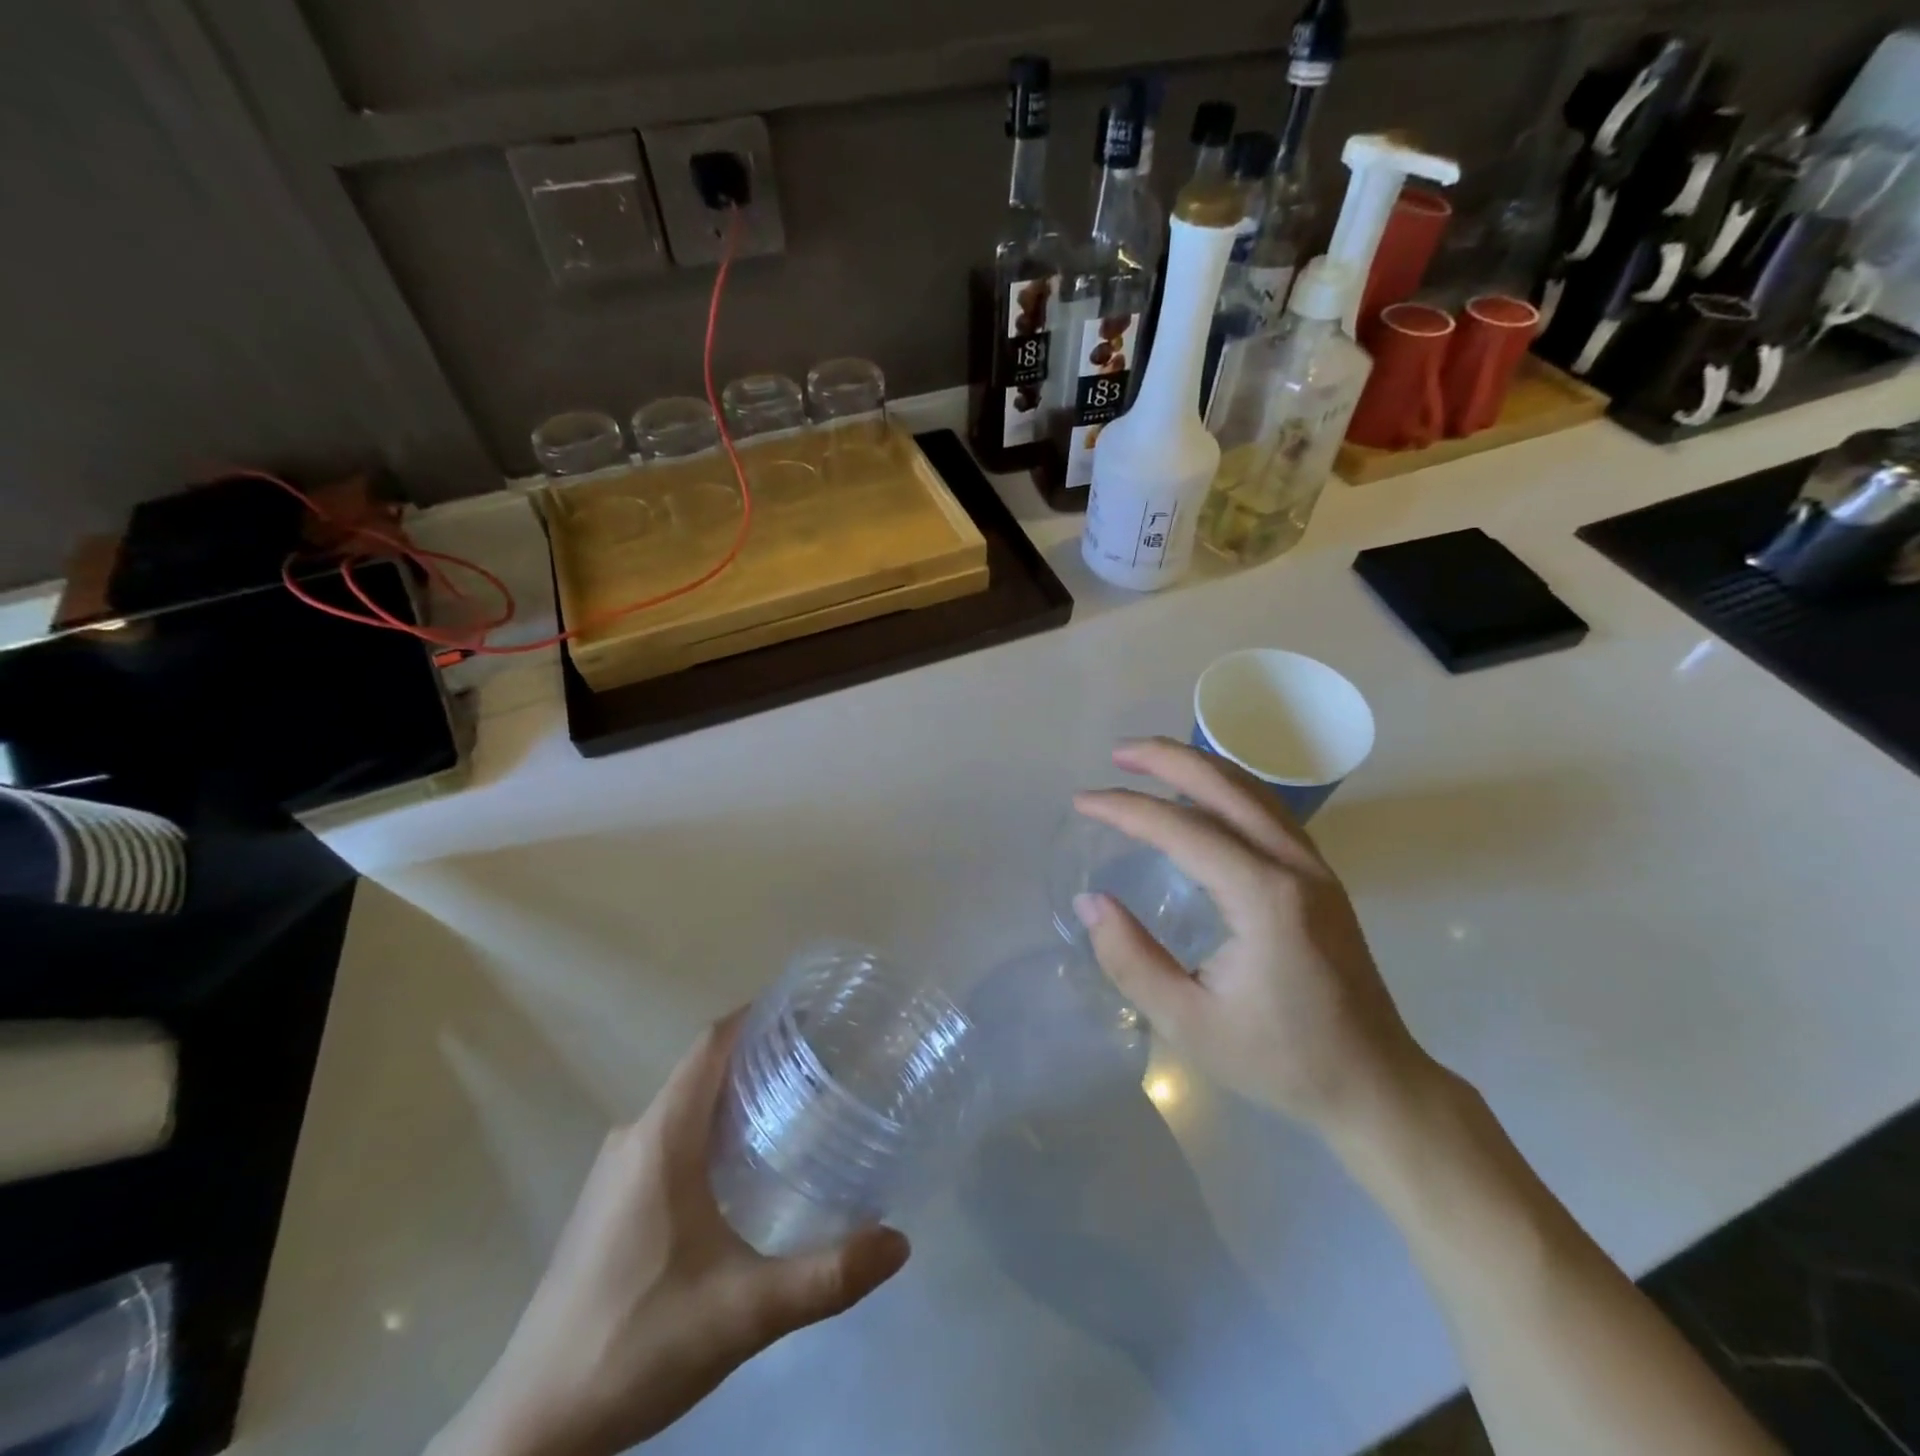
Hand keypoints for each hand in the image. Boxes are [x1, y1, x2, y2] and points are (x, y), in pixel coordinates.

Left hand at [428, 1014, 910, 1455]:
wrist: (530, 1431)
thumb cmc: (635, 1345)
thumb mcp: (744, 1313)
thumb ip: (826, 1276)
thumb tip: (900, 1241)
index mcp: (661, 1137)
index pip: (712, 1044)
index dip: (759, 1015)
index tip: (811, 1010)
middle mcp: (634, 1137)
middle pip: (703, 1069)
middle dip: (760, 1055)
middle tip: (822, 1062)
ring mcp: (614, 1172)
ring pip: (685, 1106)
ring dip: (735, 1094)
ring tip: (796, 1107)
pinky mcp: (608, 1204)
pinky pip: (669, 1137)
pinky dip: (711, 1129)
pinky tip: (743, 1169)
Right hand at [1072, 738, 1437, 1137]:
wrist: (1375, 1083)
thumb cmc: (1280, 1059)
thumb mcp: (1188, 1023)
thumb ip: (1131, 959)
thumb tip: (1090, 901)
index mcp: (1263, 898)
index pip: (1181, 829)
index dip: (1126, 808)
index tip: (1082, 802)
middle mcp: (1293, 866)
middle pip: (1224, 786)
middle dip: (1166, 759)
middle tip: (1117, 753)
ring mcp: (1314, 866)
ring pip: (1252, 791)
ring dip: (1198, 766)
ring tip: (1150, 761)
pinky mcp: (1320, 877)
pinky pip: (1267, 811)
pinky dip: (1226, 789)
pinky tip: (1202, 797)